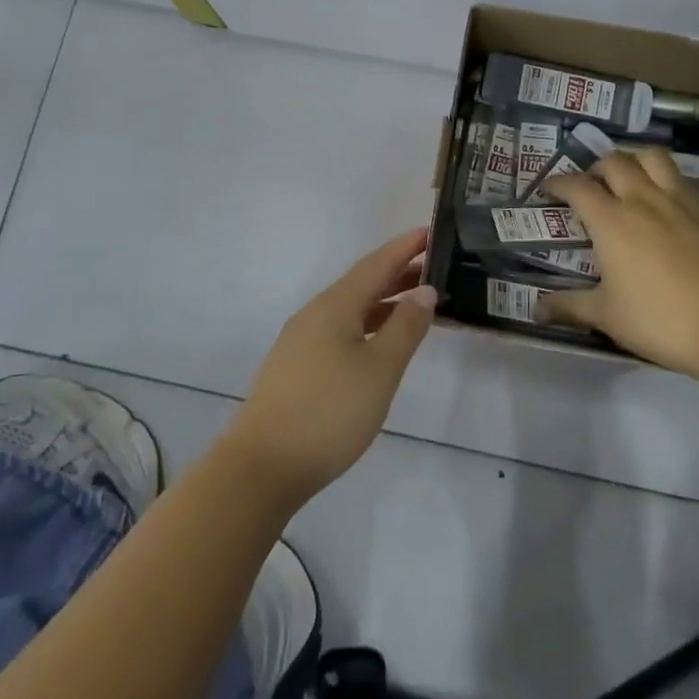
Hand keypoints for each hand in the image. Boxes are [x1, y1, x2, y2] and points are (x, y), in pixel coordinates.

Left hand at [220, 229, 437, 510]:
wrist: (263, 466)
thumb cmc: (329, 412)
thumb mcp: (379, 369)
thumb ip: (405, 327)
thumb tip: (424, 289)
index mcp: (335, 305)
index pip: (376, 264)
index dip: (404, 247)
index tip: (431, 232)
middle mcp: (315, 314)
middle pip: (362, 283)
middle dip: (398, 273)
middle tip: (435, 267)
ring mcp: (302, 341)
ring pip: (351, 309)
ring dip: (384, 301)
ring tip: (417, 304)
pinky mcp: (297, 367)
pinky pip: (341, 330)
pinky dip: (368, 325)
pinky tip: (380, 343)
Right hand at [545, 152, 698, 376]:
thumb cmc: (659, 320)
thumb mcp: (606, 316)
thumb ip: (569, 307)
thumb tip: (536, 310)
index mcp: (611, 220)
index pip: (576, 186)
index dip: (558, 183)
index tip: (547, 190)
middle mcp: (642, 199)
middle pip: (614, 161)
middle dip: (596, 168)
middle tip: (590, 187)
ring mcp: (679, 201)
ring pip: (652, 157)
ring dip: (634, 160)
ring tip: (629, 180)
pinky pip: (681, 179)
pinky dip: (665, 180)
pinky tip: (664, 203)